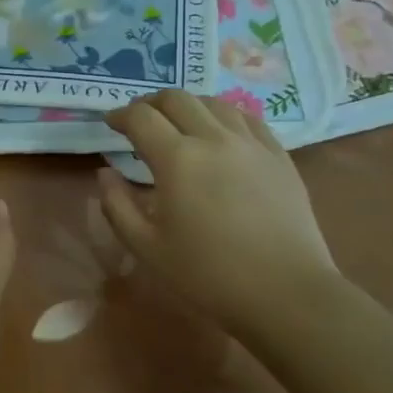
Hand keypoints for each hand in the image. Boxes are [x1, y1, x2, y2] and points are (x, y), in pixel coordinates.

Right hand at [98, 91, 337, 331]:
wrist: (286, 293)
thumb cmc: (209, 275)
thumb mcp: (147, 248)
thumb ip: (117, 206)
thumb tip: (106, 173)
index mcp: (177, 159)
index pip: (140, 117)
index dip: (120, 115)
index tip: (111, 124)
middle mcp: (213, 138)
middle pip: (176, 99)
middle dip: (151, 103)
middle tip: (140, 120)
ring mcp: (251, 143)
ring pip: (213, 103)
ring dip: (187, 106)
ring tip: (179, 123)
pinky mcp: (278, 155)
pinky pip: (247, 118)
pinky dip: (224, 115)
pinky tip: (221, 130)